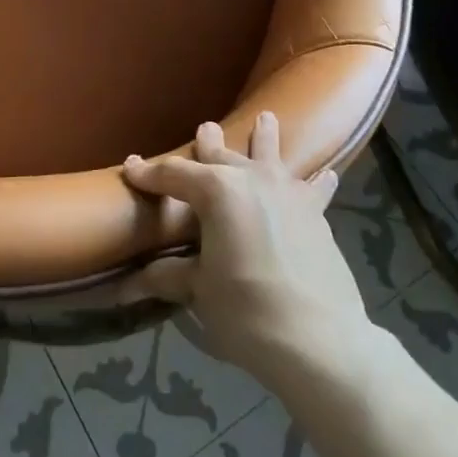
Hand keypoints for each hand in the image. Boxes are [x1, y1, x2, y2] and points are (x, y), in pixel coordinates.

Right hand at [121, 112, 369, 389]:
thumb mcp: (200, 292)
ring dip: (265, 137)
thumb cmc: (246, 311)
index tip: (130, 167)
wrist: (318, 338)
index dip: (148, 173)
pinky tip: (328, 173)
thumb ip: (169, 276)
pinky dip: (317, 180)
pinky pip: (314, 188)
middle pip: (222, 155)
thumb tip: (129, 282)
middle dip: (208, 143)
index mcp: (216, 191)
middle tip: (203, 128)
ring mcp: (287, 191)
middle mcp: (251, 178)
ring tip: (266, 118)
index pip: (173, 174)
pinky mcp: (315, 213)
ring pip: (271, 154)